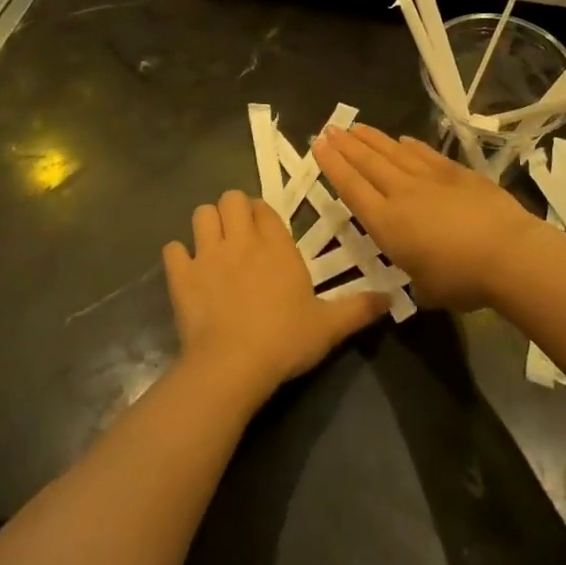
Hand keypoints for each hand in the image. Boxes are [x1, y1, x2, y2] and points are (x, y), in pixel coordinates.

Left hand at [163, 189, 388, 406]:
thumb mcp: (330, 326)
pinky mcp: (181, 276)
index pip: (264, 207)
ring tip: (214, 245)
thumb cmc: (285, 340)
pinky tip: (187, 271)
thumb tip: (393, 297)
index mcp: (276, 245)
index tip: (265, 230)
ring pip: (201, 215)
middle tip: (240, 234)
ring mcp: (207, 255)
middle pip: (230, 199)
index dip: (262, 213)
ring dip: (206, 224)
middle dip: (233, 210)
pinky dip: (178, 256)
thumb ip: (360, 308)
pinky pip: (172, 250)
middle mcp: (241, 240)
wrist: (233, 365)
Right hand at [314, 126, 550, 311]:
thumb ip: (415, 277)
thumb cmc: (462, 280)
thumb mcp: (425, 289)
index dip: (333, 166)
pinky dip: (411, 145)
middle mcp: (402, 194)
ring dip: (373, 139)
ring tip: (356, 127)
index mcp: (387, 224)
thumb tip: (420, 275)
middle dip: (346, 146)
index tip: (318, 146)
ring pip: (393, 152)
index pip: (351, 188)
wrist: (508, 254)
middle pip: (368, 163)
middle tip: (330, 129)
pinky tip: (402, 139)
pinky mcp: (457, 173)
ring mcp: (430, 179)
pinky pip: (425, 154)